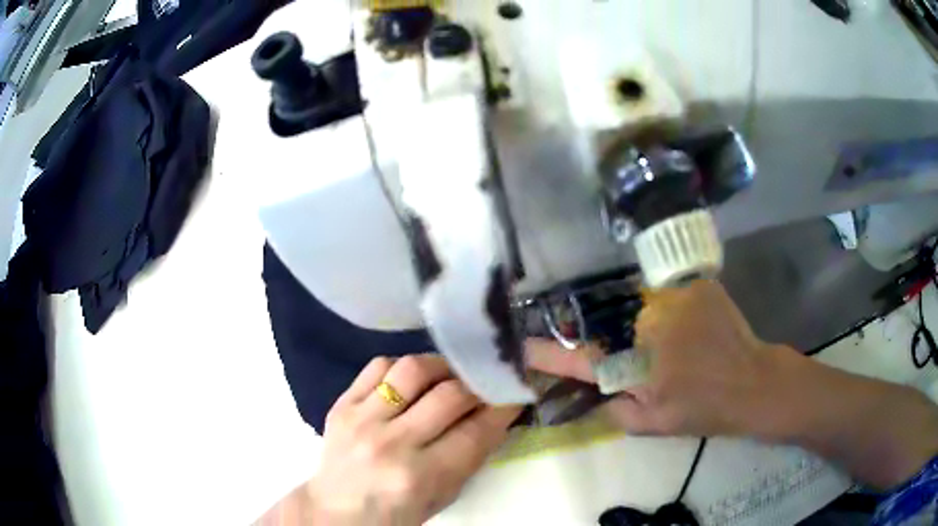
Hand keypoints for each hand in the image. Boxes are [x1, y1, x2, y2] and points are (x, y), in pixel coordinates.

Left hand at [307, 355, 521, 524]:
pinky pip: (377, 366)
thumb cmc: (397, 513)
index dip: (503, 407)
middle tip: (486, 382)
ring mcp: (362, 420)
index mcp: (420, 476)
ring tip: (449, 375)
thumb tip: (496, 413)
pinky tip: (411, 379)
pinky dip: (402, 367)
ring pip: (413, 369)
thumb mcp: (443, 496)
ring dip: (441, 367)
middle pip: (450, 395)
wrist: (338, 510)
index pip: (475, 431)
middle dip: (478, 384)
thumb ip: (470, 456)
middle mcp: (391, 444)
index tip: (516, 391)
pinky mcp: (341, 405)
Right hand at [526, 280, 788, 436]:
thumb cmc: (703, 410)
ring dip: (635, 318)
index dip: (547, 353)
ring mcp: (672, 300)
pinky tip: (679, 320)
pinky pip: (663, 290)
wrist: (751, 382)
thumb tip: (595, 389)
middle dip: (602, 334)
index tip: (522, 347)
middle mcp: (647, 327)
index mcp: (635, 367)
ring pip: (635, 305)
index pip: (578, 358)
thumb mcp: (653, 426)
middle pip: (606, 324)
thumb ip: (616, 409)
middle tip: (622, 347)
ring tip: (658, 335)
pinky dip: (662, 303)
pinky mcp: (693, 285)